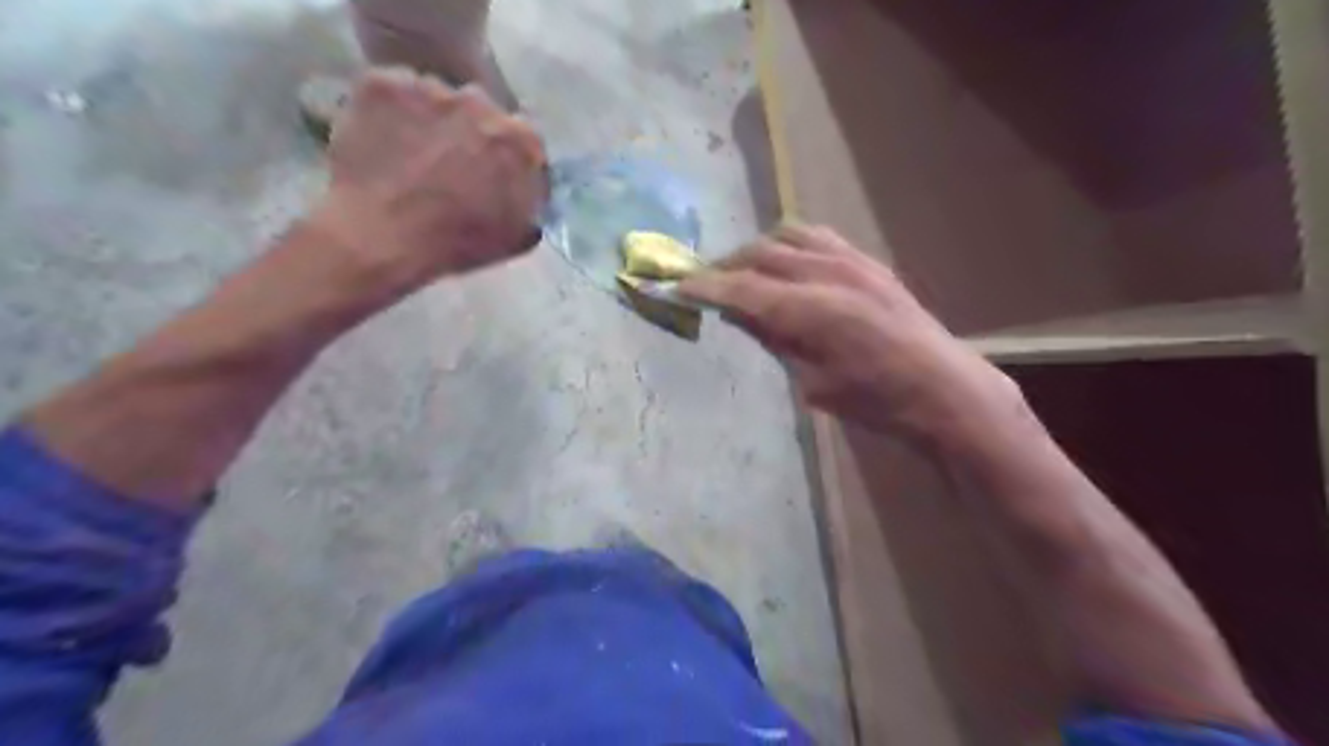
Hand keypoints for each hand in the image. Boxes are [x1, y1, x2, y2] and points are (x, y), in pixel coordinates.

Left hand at [308, 64, 542, 293]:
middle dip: (470, 136)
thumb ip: (532, 205)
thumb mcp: (516, 238)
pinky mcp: (381, 83)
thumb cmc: (455, 244)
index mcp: (522, 141)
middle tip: (450, 168)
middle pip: (481, 114)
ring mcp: (430, 87)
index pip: (524, 143)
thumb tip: (529, 197)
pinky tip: (379, 145)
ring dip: (430, 123)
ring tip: (410, 159)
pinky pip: (390, 94)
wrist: (381, 236)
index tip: (494, 180)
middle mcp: (482, 102)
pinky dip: (388, 114)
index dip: (508, 162)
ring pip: (434, 100)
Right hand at [679, 226, 1019, 438]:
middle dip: (725, 266)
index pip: (741, 288)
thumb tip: (738, 313)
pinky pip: (817, 236)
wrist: (941, 387)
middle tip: (706, 284)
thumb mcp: (813, 381)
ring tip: (744, 271)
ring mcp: (851, 261)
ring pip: (786, 236)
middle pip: (759, 254)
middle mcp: (826, 274)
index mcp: (810, 311)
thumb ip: (774, 339)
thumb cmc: (874, 401)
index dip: (704, 286)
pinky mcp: (867, 260)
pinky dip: (789, 244)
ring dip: (757, 250)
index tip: (676, 287)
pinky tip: (786, 263)